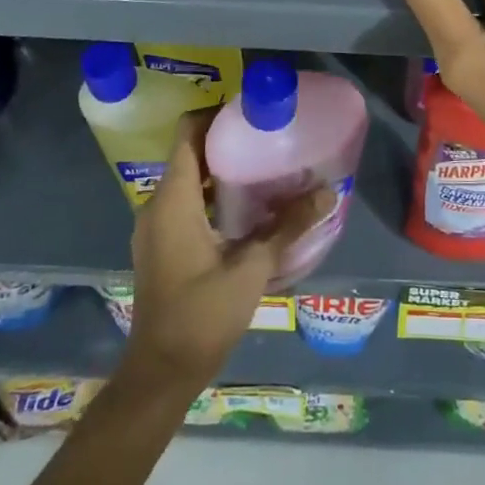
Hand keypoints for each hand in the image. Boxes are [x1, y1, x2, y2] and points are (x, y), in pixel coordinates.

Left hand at [124, 112, 331, 392]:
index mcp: (173, 199)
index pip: (187, 133)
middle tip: (268, 135)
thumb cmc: (201, 315)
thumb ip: (289, 227)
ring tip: (264, 165)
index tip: (252, 110)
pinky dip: (212, 194)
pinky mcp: (161, 246)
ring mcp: (156, 227)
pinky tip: (246, 207)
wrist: (161, 374)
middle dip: (226, 140)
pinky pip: (185, 202)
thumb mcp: (252, 268)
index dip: (216, 114)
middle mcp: (157, 205)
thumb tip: (328, 192)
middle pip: (189, 153)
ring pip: (188, 179)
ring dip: (220, 169)